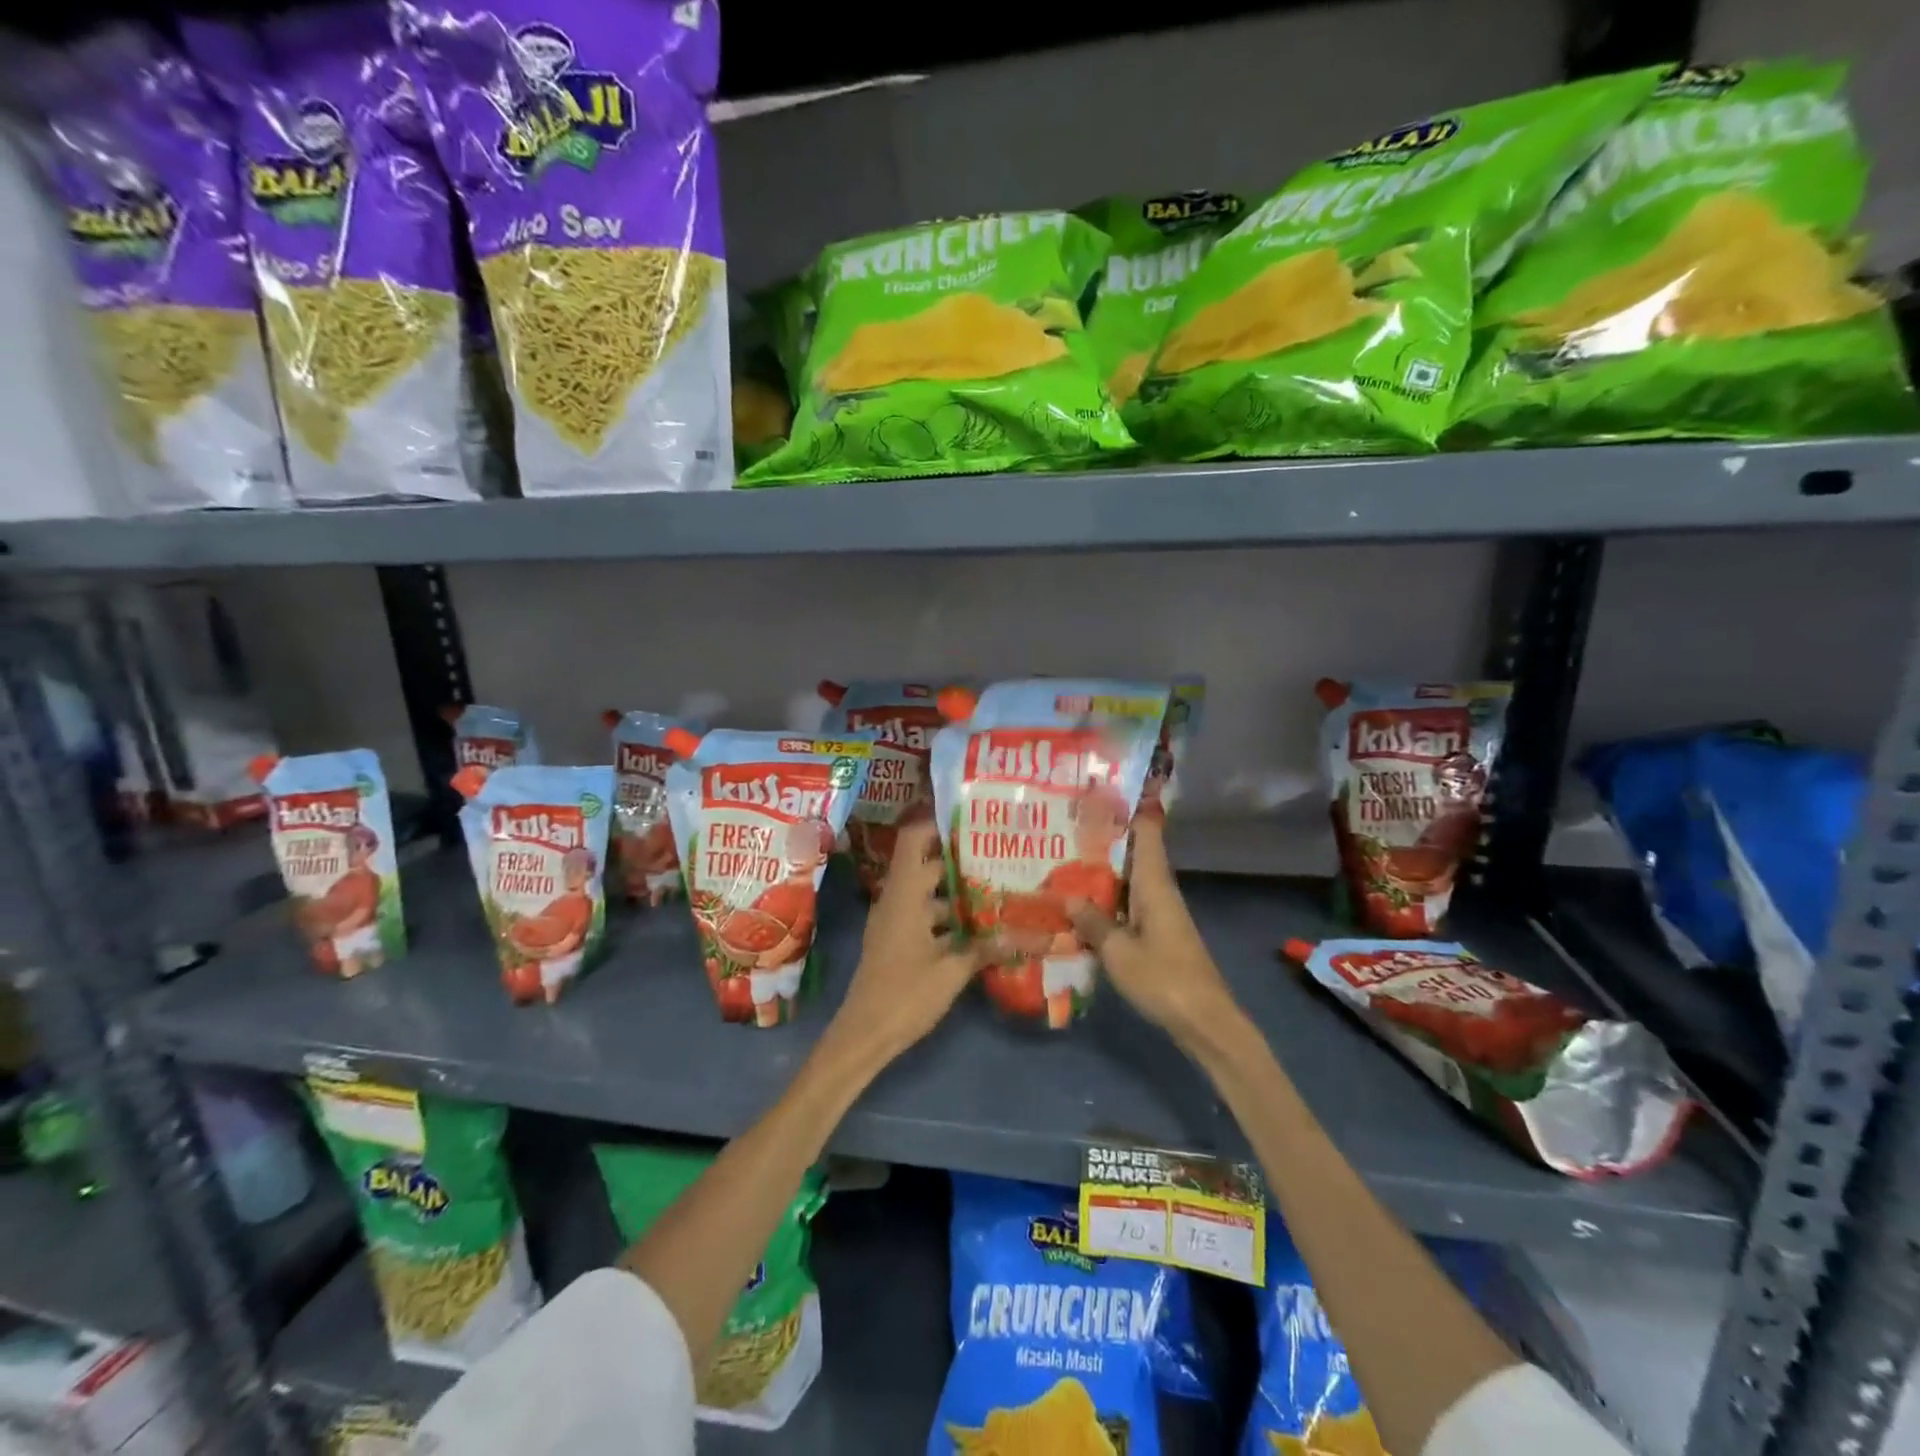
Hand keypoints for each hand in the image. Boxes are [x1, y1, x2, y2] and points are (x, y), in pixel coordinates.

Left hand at [816, 818, 994, 1073]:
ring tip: (996, 887)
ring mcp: (893, 922)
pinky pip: (923, 915)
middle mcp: (896, 900)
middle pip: (926, 865)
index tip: (970, 819)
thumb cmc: (904, 995)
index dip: (937, 824)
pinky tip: (977, 927)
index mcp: (904, 895)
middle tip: (997, 853)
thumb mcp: (952, 972)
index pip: (914, 840)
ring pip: (926, 893)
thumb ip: (987, 948)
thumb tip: (1029, 935)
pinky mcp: (896, 943)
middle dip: (959, 859)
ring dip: (956, 890)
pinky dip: (947, 915)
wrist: (863, 1035)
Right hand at [1069, 810, 1237, 1043]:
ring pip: (1129, 881)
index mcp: (1154, 885)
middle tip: (1068, 825)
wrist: (1205, 1021)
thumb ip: (1093, 923)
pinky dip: (1108, 899)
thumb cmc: (1163, 979)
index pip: (1146, 834)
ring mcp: (1161, 914)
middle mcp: (1159, 892)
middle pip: (1134, 854)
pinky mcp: (1159, 935)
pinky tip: (1084, 906)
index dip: (1129, 809)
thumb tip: (1068, 898)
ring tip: (1066, 859)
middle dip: (1105, 839)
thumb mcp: (1118, 951)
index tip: (1103, 791)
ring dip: (1104, 871)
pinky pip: (1129, 905)